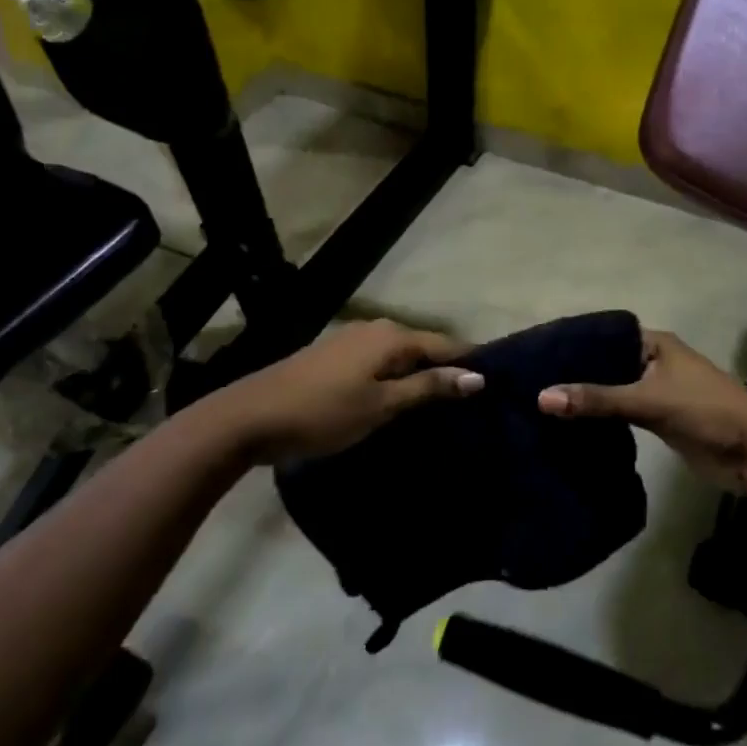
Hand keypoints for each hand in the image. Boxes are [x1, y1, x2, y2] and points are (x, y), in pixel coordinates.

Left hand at [226, 319, 483, 463]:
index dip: (470, 363)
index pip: (446, 344)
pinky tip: (401, 398)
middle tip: (473, 402)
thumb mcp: (381, 405)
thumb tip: (477, 377)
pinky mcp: (334, 356)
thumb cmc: (323, 412)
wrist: (250, 416)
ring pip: (400, 356)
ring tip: (443, 405)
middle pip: (423, 347)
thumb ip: (428, 388)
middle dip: (447, 370)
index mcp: (391, 337)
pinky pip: (379, 363)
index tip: (496, 385)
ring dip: (420, 376)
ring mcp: (351, 340)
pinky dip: (396, 378)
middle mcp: (374, 329)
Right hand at [539, 329, 746, 489]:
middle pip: (608, 364)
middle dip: (578, 375)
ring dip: (590, 399)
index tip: (539, 354)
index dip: (576, 344)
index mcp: (656, 344)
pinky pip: (623, 414)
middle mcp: (655, 362)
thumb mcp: (648, 400)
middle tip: (533, 382)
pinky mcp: (660, 419)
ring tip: (544, 403)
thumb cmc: (705, 410)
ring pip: (614, 391)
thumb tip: (541, 397)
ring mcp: (658, 392)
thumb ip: (597, 399)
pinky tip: (572, 425)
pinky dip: (603, 419)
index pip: (606, 336)